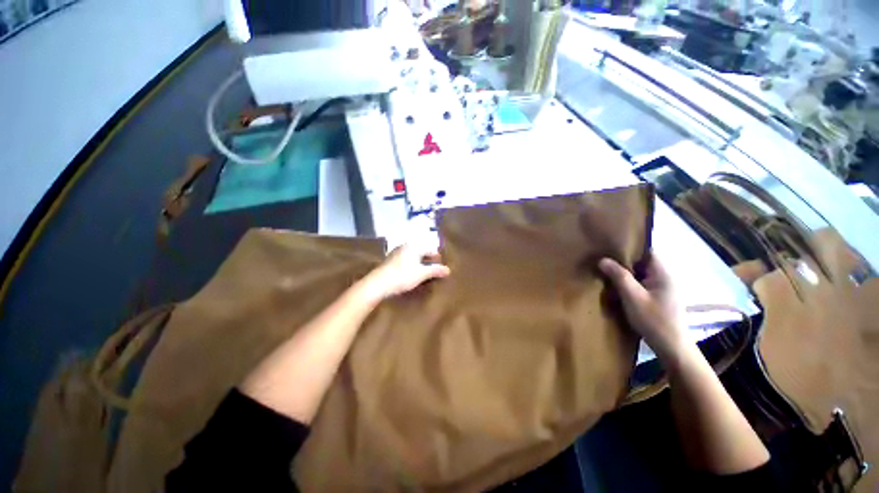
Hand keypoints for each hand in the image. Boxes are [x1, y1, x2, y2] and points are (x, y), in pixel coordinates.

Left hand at [359, 245, 450, 301]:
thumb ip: (435, 270)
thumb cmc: (402, 276)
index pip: (430, 249)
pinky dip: (412, 265)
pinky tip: (412, 274)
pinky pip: (406, 261)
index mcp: (414, 246)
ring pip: (413, 256)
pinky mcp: (390, 261)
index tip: (442, 264)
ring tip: (425, 273)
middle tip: (434, 269)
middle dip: (428, 260)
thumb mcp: (421, 274)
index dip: (437, 257)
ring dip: (420, 263)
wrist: (378, 284)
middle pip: (421, 252)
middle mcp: (405, 246)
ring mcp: (396, 253)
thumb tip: (448, 270)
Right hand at [599, 255, 687, 360]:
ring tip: (607, 272)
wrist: (671, 347)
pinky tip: (618, 287)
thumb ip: (619, 277)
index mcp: (663, 273)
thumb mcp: (633, 297)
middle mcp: (666, 277)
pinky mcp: (659, 297)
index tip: (611, 247)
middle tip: (604, 260)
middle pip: (643, 262)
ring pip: (642, 273)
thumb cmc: (654, 320)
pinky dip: (630, 283)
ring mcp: (663, 288)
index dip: (631, 247)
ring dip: (626, 273)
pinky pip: (642, 283)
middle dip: (624, 261)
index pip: (648, 251)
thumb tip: (603, 259)